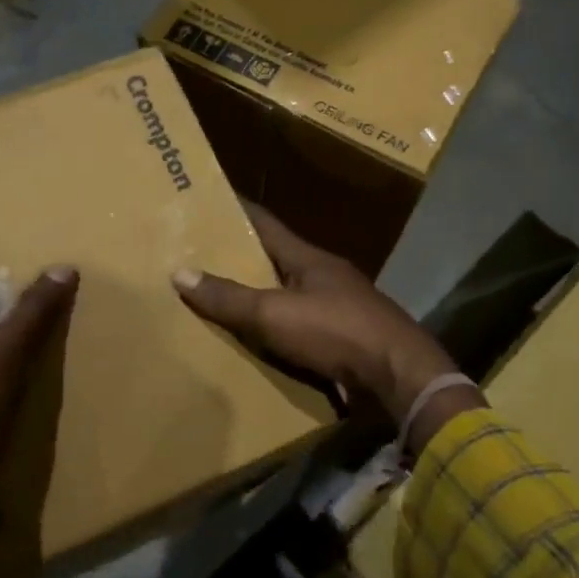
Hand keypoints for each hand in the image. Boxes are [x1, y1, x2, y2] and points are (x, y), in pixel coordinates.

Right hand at [171, 206, 483, 450]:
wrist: (399, 376)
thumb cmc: (336, 331)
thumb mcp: (274, 314)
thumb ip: (229, 297)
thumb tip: (180, 272)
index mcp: (308, 258)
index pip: (265, 223)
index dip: (236, 211)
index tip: (207, 201)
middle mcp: (324, 276)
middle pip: (275, 260)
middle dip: (240, 259)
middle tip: (198, 259)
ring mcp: (339, 308)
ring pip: (288, 296)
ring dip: (259, 298)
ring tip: (219, 302)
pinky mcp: (345, 340)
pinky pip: (300, 329)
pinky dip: (276, 331)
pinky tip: (256, 342)